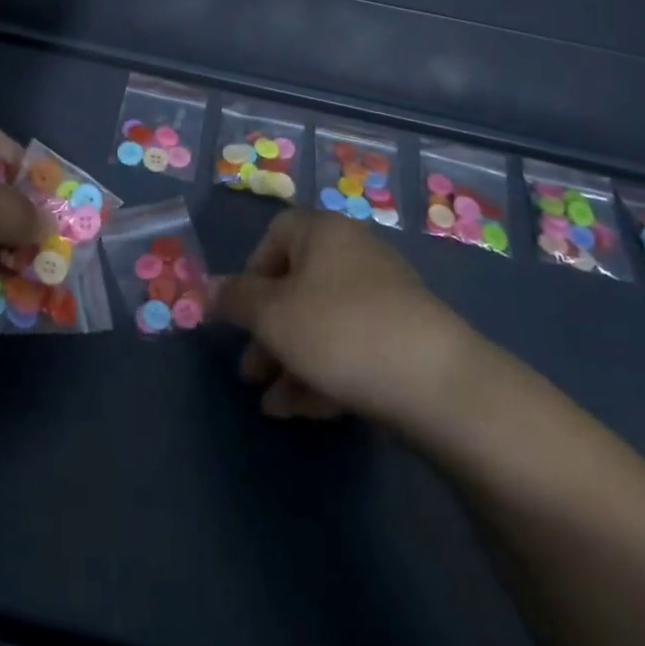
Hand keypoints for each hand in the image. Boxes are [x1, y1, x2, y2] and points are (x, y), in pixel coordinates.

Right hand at [212, 210, 477, 419]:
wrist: (436, 383)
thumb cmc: (338, 330)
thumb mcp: (271, 314)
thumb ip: (234, 299)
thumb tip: (207, 287)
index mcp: (323, 233)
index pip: (275, 235)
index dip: (251, 271)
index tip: (240, 311)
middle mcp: (354, 255)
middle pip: (296, 286)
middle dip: (266, 331)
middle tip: (249, 371)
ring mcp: (383, 297)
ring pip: (321, 323)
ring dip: (289, 360)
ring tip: (271, 404)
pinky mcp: (403, 338)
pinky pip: (350, 347)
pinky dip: (322, 373)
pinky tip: (302, 412)